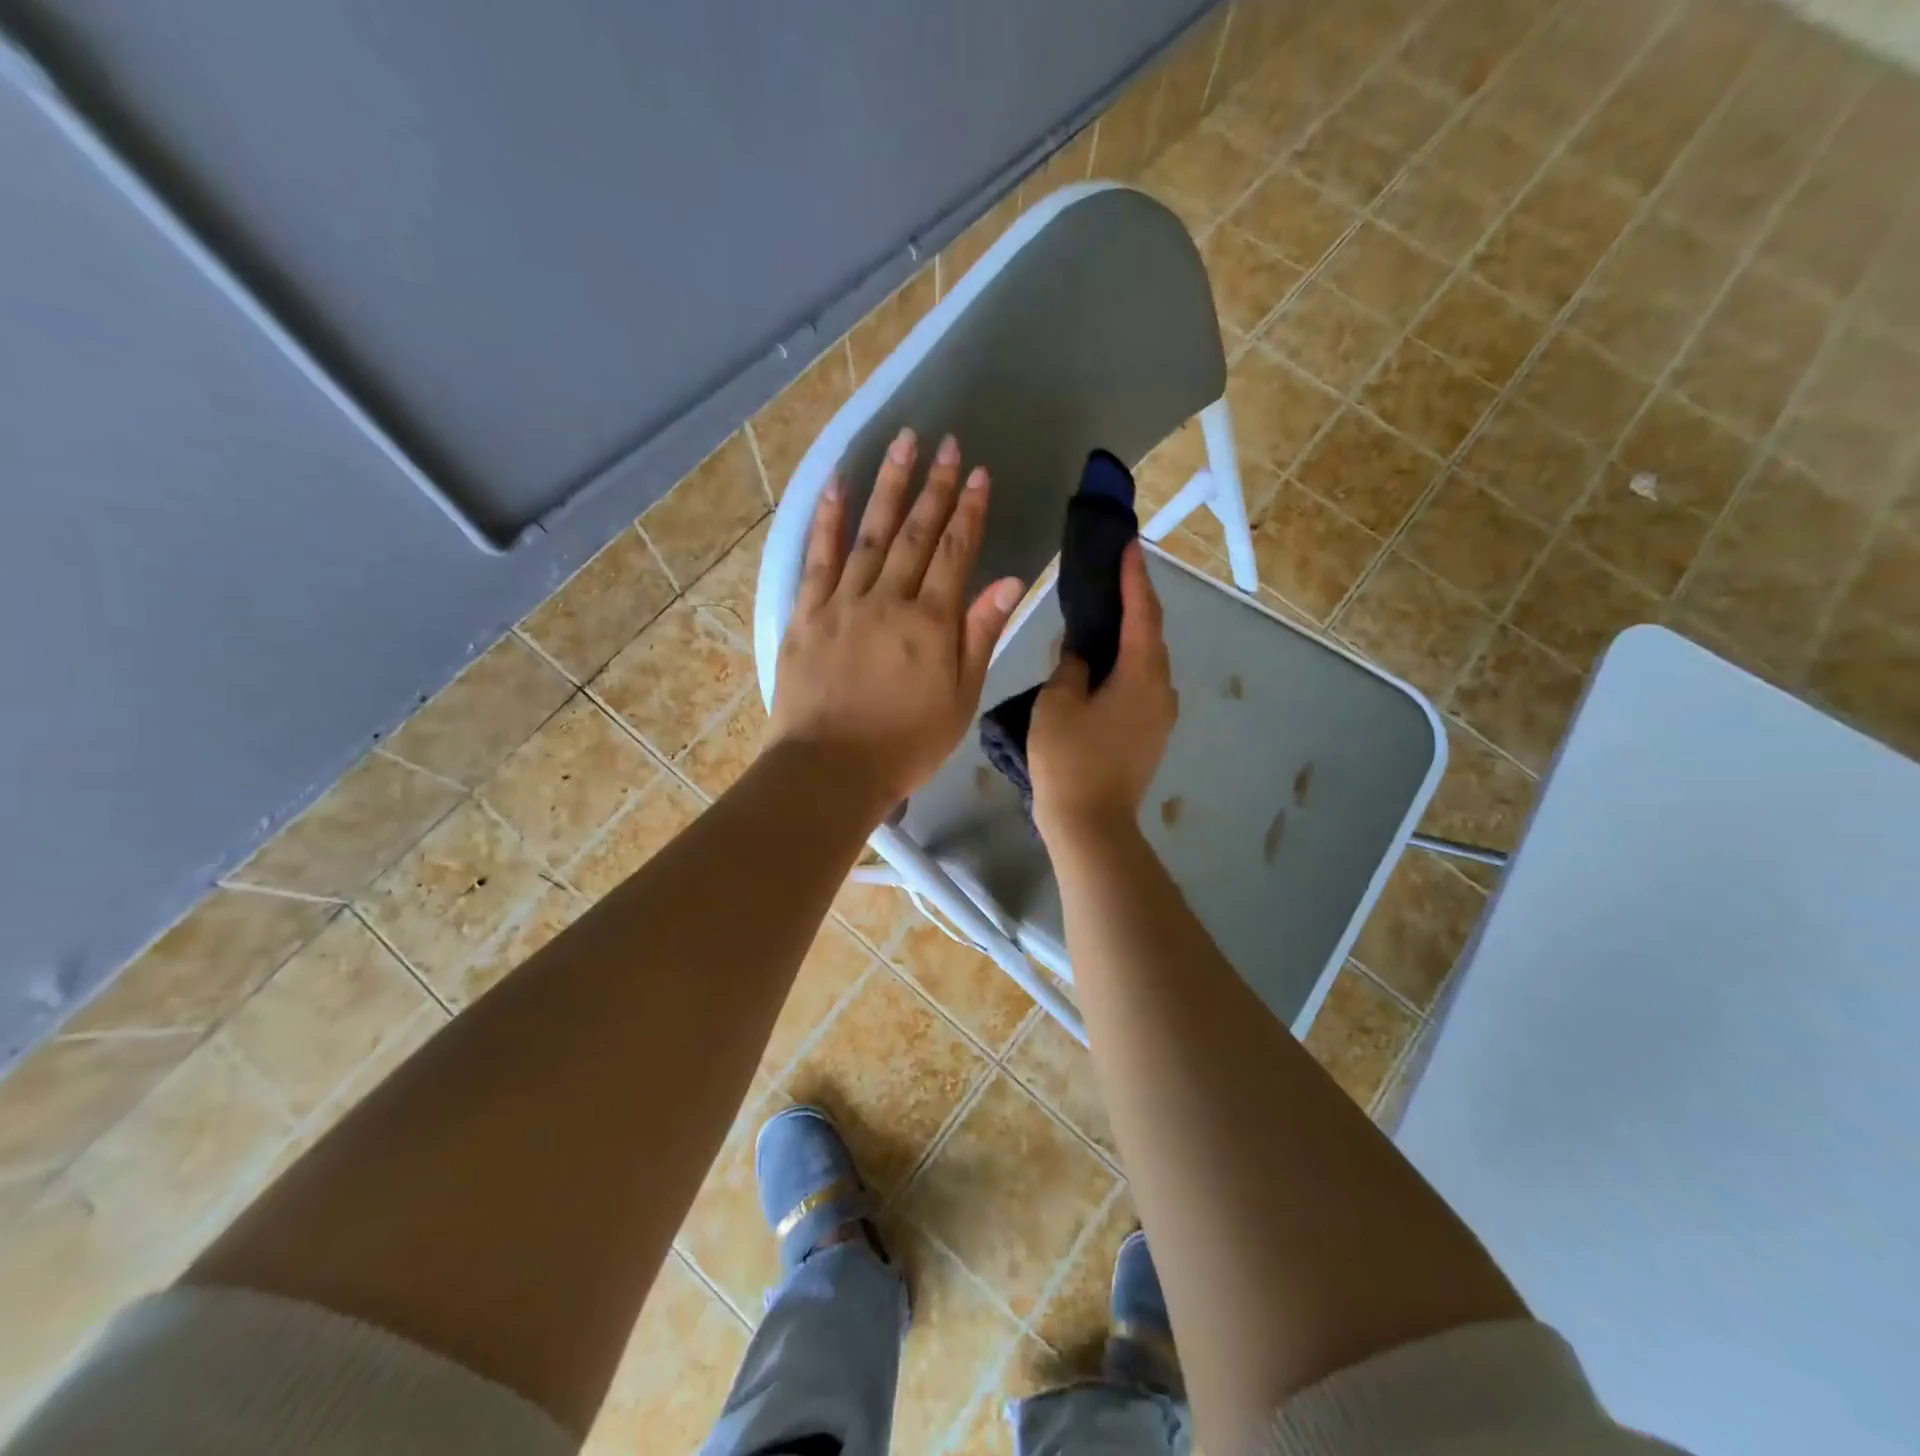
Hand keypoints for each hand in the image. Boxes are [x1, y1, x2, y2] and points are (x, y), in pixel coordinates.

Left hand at [771, 428, 1023, 816]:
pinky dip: (828, 519)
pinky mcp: (807, 614)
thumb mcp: (959, 698)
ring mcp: (842, 602)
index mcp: (930, 622)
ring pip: (870, 533)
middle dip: (935, 486)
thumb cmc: (906, 744)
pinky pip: (818, 557)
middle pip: (915, 533)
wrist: (831, 769)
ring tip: (902, 444)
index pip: (956, 552)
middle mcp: (887, 599)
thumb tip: (1009, 581)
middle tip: (947, 443)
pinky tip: (837, 485)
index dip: (970, 510)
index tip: (980, 472)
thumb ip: (980, 635)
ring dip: (888, 487)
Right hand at [1030, 543, 1177, 846]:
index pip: (1142, 613)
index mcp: (1141, 675)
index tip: (1129, 545)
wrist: (1091, 825)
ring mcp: (1160, 716)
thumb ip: (1071, 666)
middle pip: (1152, 635)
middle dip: (1136, 602)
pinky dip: (1127, 665)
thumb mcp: (1058, 704)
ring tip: (1106, 614)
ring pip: (1148, 663)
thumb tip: (1081, 651)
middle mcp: (1161, 690)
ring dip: (1131, 635)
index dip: (1135, 577)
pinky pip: (1142, 686)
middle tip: (1114, 574)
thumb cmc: (1070, 760)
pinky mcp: (1150, 735)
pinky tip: (1105, 664)